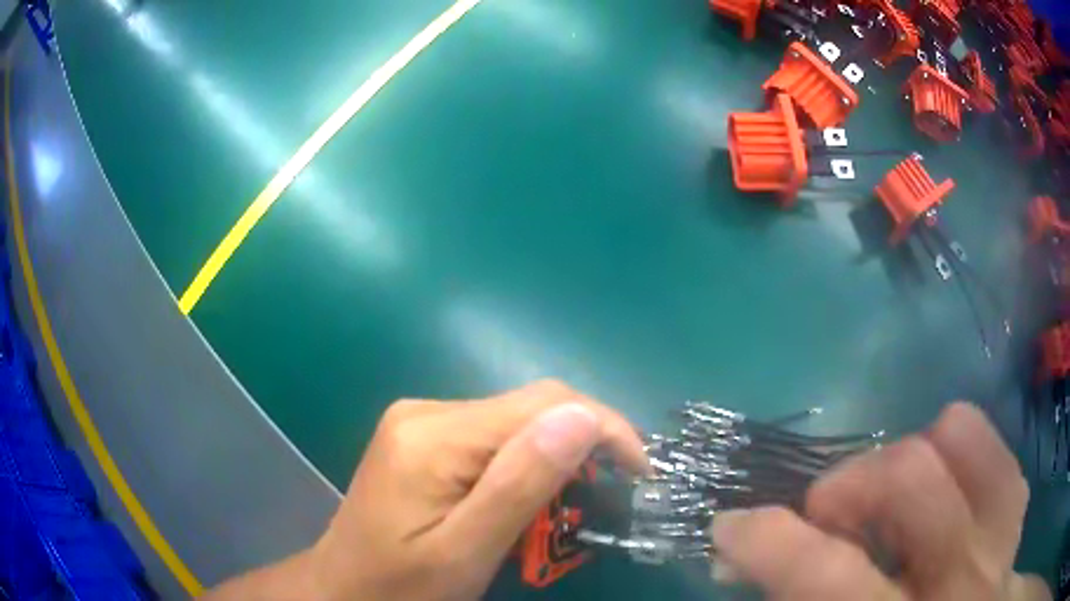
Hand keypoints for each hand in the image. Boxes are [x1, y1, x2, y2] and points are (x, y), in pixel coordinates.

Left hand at [204, 380, 647, 600]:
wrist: (342, 589)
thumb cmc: (400, 587)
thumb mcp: (465, 553)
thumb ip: (519, 485)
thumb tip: (582, 417)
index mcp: (434, 435)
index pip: (545, 403)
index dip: (604, 428)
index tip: (641, 473)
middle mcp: (427, 410)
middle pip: (531, 406)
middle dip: (583, 444)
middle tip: (609, 497)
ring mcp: (421, 420)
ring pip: (516, 420)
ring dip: (555, 457)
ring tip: (570, 506)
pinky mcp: (422, 436)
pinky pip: (493, 435)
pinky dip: (525, 462)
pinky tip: (526, 497)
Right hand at [709, 403, 1050, 600]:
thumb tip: (744, 560)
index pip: (828, 577)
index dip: (768, 542)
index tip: (732, 526)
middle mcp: (961, 582)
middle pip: (909, 479)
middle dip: (848, 486)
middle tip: (826, 519)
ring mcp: (1001, 536)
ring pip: (960, 437)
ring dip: (908, 460)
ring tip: (889, 506)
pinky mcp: (1017, 513)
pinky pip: (993, 448)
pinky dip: (957, 456)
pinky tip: (939, 498)